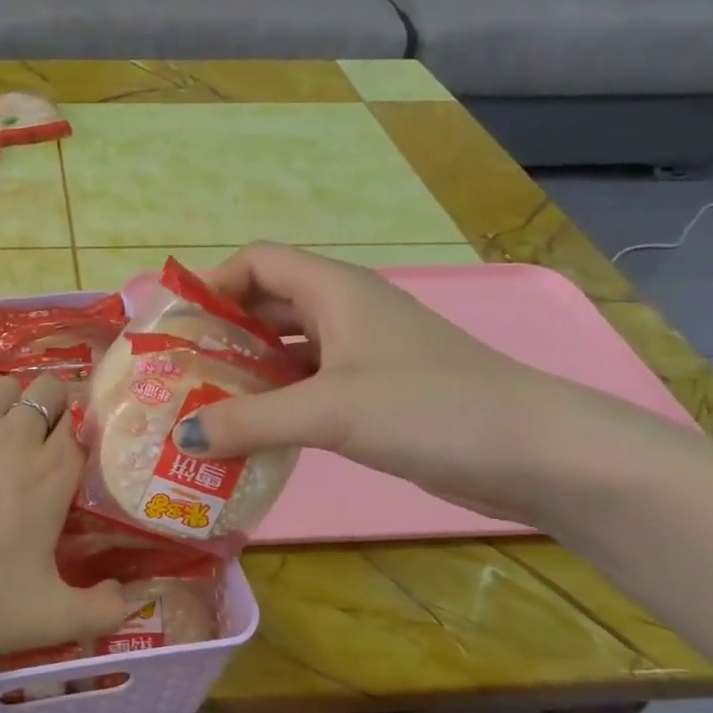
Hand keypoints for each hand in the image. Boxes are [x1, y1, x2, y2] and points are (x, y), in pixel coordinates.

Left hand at [0, 375, 129, 661]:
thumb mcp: (49, 620)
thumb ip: (101, 611)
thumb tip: (127, 598)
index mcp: (51, 473)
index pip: (80, 428)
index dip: (79, 438)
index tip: (73, 460)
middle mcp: (14, 437)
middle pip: (47, 391)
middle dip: (52, 408)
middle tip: (40, 445)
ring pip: (1, 388)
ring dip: (9, 405)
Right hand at [177, 243, 650, 518]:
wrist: (534, 452)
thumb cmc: (428, 408)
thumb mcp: (327, 410)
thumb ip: (249, 421)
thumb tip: (184, 434)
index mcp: (335, 290)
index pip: (259, 261)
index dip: (214, 282)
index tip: (178, 324)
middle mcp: (346, 311)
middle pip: (268, 303)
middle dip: (222, 331)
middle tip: (180, 370)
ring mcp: (363, 353)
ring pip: (287, 348)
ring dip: (247, 370)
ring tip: (204, 403)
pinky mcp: (375, 391)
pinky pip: (309, 384)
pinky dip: (277, 400)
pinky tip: (253, 431)